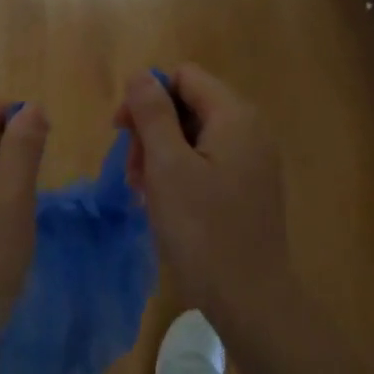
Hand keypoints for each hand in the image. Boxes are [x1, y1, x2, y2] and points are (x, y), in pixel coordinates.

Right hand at [114, 66, 295, 331]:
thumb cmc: (202, 229)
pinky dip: (179, 173)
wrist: (249, 297)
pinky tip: (162, 203)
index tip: (121, 131)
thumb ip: (152, 114)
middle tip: (131, 170)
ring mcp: (252, 161)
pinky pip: (206, 162)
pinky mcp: (248, 187)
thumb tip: (141, 75)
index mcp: (235, 116)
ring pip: (194, 136)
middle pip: (188, 105)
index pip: (183, 77)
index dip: (147, 96)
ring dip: (160, 155)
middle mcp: (250, 130)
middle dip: (152, 129)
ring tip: (142, 191)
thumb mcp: (167, 166)